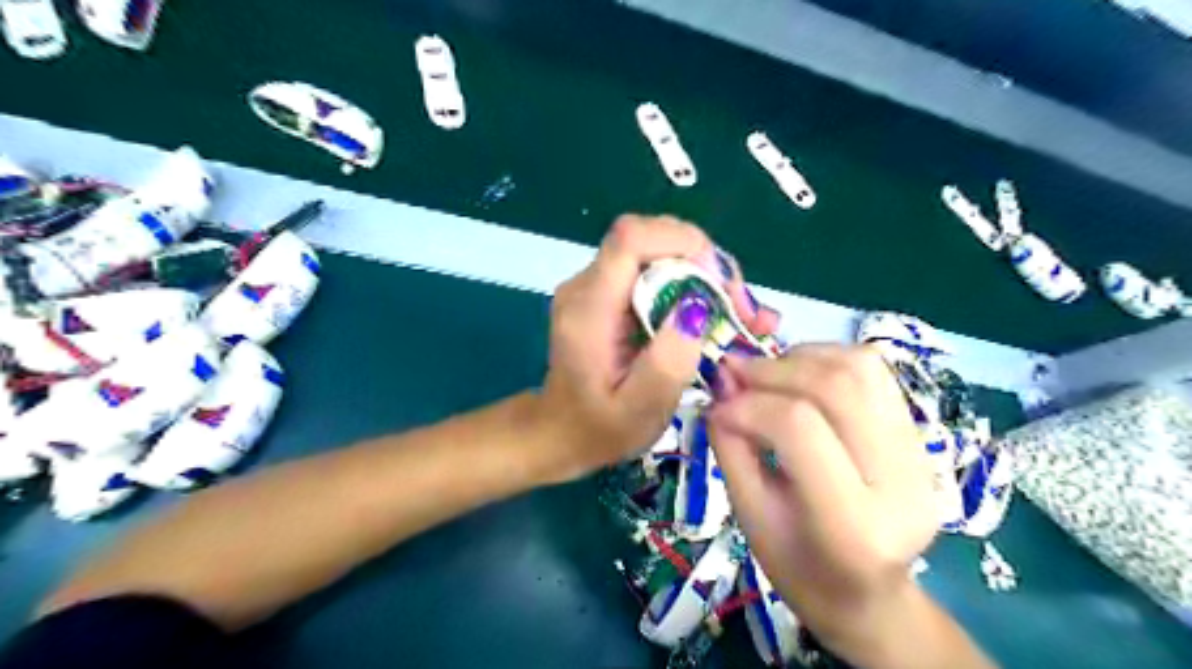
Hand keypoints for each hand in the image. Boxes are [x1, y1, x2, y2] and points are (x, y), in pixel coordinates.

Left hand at [535, 214, 779, 479]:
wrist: (559, 432)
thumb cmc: (600, 428)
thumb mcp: (641, 410)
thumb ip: (668, 361)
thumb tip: (697, 307)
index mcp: (589, 309)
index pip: (630, 239)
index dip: (680, 242)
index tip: (718, 280)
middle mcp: (585, 285)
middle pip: (647, 237)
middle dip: (700, 258)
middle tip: (735, 301)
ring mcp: (592, 285)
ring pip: (652, 249)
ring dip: (697, 269)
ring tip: (728, 308)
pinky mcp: (603, 293)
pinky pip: (648, 268)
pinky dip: (684, 280)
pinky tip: (704, 310)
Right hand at [702, 348, 936, 638]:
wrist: (868, 594)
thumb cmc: (799, 569)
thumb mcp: (750, 516)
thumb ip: (732, 447)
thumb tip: (721, 386)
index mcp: (854, 526)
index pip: (798, 428)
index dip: (749, 405)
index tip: (718, 405)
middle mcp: (902, 483)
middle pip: (835, 387)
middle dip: (772, 370)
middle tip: (733, 373)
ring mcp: (921, 456)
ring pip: (860, 368)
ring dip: (801, 358)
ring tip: (767, 375)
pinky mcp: (921, 438)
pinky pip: (873, 372)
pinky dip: (827, 359)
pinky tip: (800, 375)